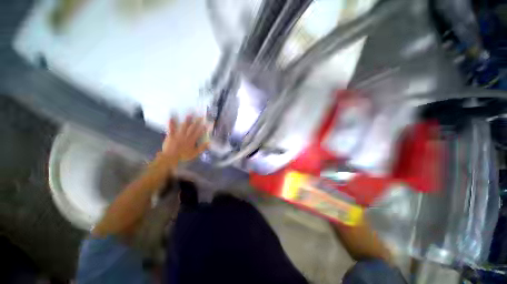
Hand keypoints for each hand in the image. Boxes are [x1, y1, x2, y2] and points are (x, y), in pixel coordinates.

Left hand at [162, 115, 208, 161]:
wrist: (171, 157)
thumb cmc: (183, 156)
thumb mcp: (195, 153)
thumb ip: (202, 148)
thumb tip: (209, 143)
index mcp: (192, 140)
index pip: (199, 132)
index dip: (203, 128)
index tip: (206, 123)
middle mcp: (186, 136)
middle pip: (192, 128)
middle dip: (197, 122)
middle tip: (200, 116)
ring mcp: (178, 134)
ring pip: (183, 126)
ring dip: (187, 120)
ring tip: (189, 115)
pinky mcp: (171, 135)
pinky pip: (171, 128)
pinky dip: (171, 123)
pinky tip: (171, 117)